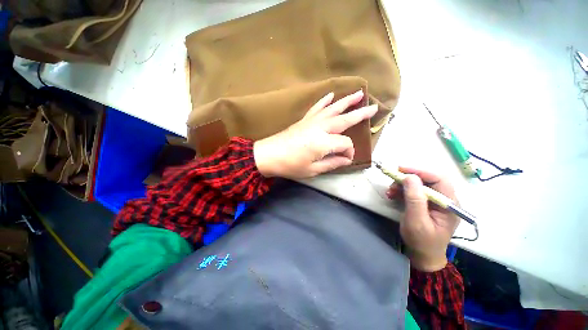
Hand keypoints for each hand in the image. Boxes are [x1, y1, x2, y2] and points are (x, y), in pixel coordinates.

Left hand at [254, 90, 377, 178]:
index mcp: (324, 142)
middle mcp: (320, 128)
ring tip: (358, 93)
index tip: (346, 158)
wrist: (268, 155)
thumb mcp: (313, 170)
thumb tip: (347, 160)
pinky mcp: (304, 120)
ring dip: (346, 101)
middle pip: (344, 119)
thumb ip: (332, 163)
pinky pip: (316, 108)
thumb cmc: (290, 165)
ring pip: (332, 109)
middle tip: (374, 107)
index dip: (348, 151)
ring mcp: (311, 121)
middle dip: (360, 114)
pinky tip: (330, 95)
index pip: (345, 143)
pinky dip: (324, 101)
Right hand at [386, 167, 458, 271]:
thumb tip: (410, 177)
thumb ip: (415, 199)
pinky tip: (392, 195)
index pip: (439, 179)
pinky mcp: (425, 204)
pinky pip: (413, 191)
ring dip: (402, 185)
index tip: (401, 169)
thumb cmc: (422, 241)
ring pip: (418, 185)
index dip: (420, 172)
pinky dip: (401, 191)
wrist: (422, 255)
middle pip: (428, 180)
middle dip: (408, 178)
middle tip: (392, 180)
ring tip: (390, 191)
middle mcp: (444, 200)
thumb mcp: (417, 221)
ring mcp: (434, 202)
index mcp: (450, 204)